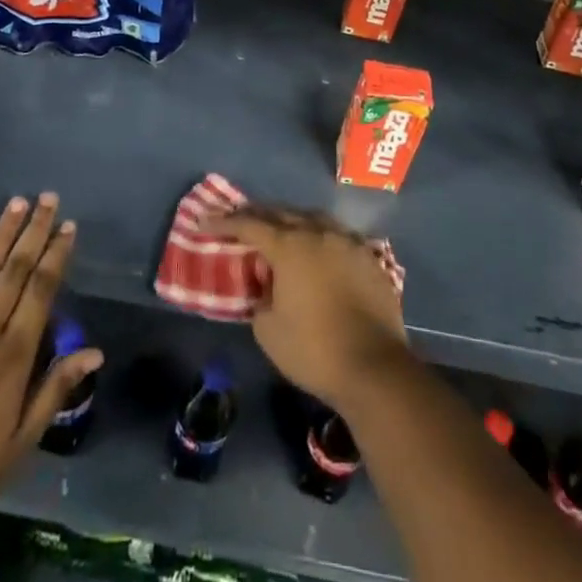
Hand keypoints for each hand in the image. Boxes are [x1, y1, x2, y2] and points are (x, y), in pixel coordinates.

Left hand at [0, 194, 102, 533]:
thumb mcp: (19, 444)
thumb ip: (55, 391)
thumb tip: (95, 351)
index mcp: (14, 355)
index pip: (42, 289)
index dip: (57, 254)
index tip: (68, 225)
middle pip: (15, 269)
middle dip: (34, 230)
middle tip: (47, 197)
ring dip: (1, 234)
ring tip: (17, 203)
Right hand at [209, 206, 408, 409]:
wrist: (375, 367)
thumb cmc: (314, 350)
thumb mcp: (268, 331)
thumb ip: (261, 299)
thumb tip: (268, 289)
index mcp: (289, 246)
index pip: (250, 225)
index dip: (225, 222)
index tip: (206, 222)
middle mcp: (318, 232)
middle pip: (282, 214)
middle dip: (258, 216)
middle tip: (240, 221)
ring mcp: (348, 241)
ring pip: (313, 220)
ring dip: (292, 223)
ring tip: (280, 230)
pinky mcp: (369, 257)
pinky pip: (337, 237)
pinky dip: (320, 239)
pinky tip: (318, 250)